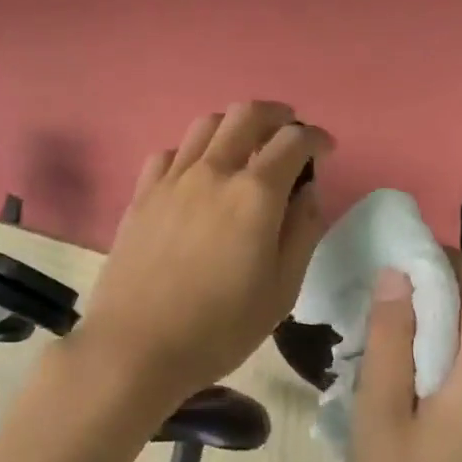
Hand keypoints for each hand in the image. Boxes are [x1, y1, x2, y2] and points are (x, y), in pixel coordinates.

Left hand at [74, 102, 331, 408]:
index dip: (316, 138)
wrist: (136, 347)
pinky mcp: (142, 195)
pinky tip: (198, 175)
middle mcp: (213, 172)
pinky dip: (194, 151)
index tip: (325, 150)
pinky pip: (171, 152)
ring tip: (246, 149)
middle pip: (247, 114)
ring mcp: (171, 180)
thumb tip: (307, 192)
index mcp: (255, 194)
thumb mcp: (282, 290)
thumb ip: (302, 232)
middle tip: (290, 134)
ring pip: (206, 124)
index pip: (293, 141)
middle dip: (278, 115)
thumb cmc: (220, 328)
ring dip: (235, 126)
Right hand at [348, 250, 461, 461]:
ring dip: (439, 333)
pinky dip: (447, 366)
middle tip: (383, 292)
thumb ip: (393, 337)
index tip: (404, 251)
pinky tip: (407, 379)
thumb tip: (400, 275)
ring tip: (386, 333)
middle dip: (439, 296)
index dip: (447, 263)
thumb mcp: (380, 412)